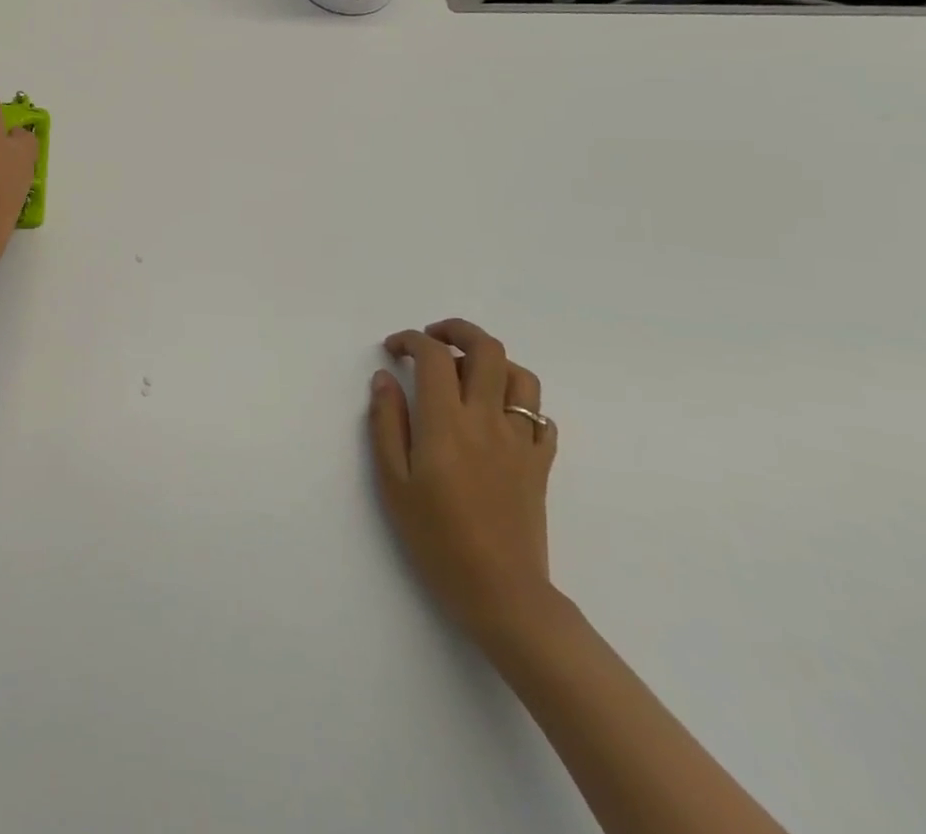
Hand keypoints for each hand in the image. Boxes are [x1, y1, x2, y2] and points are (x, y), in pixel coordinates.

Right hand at [368, 318, 558, 643]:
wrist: (501, 593)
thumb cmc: (436, 538)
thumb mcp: (392, 481)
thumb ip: (386, 423)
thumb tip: (384, 379)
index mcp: (447, 422)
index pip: (433, 356)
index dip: (410, 340)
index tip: (392, 349)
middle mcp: (488, 419)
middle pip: (486, 349)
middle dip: (457, 331)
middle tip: (432, 339)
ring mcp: (520, 441)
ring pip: (521, 376)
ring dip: (492, 362)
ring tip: (467, 374)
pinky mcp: (540, 464)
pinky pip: (541, 418)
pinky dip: (520, 404)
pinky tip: (498, 417)